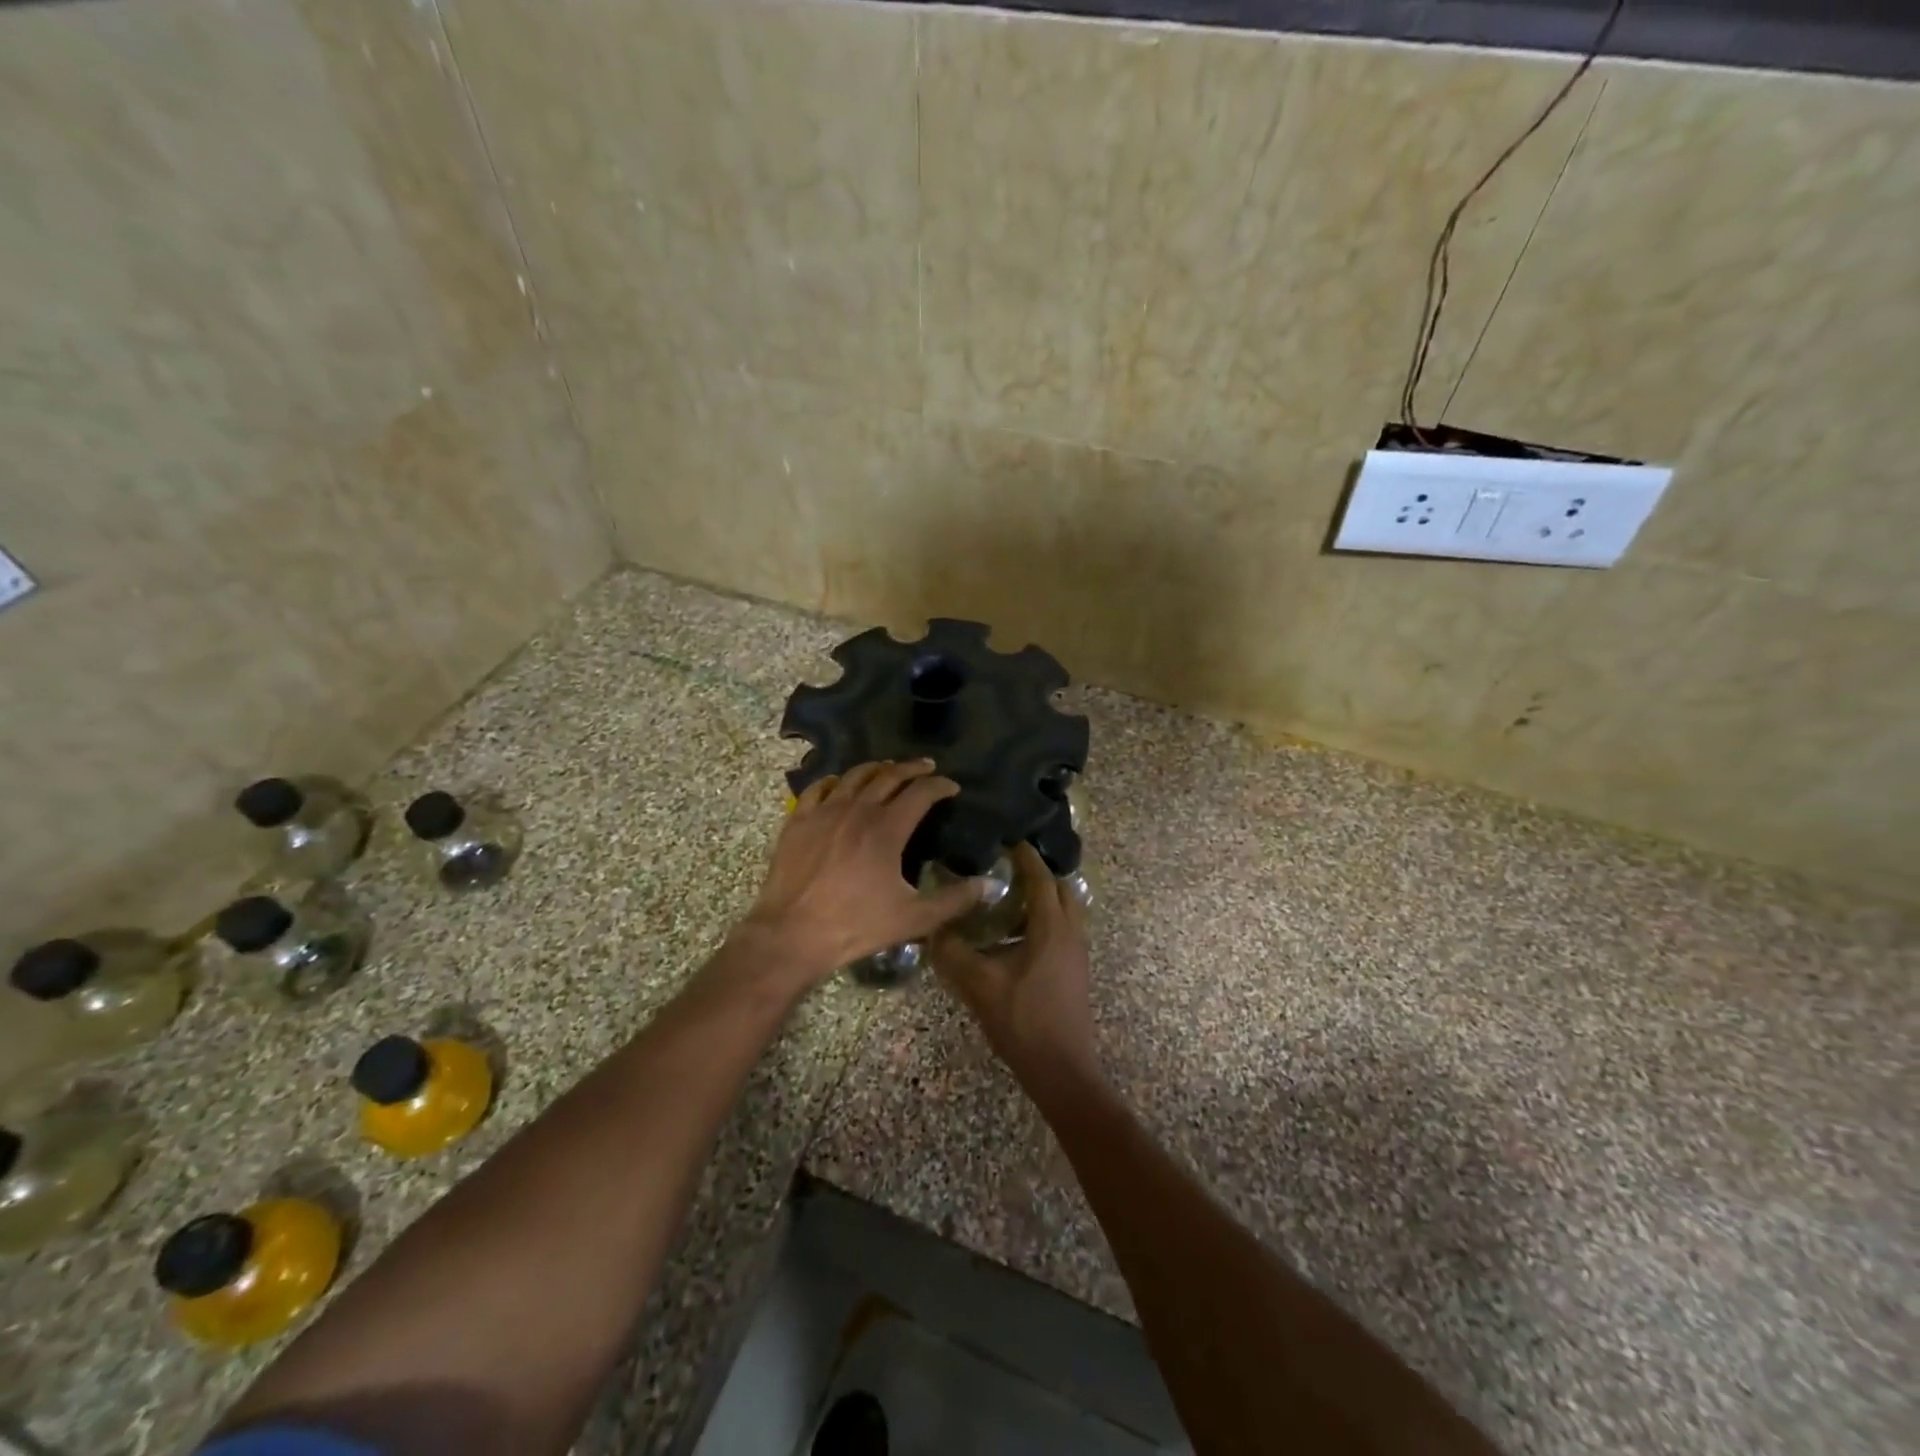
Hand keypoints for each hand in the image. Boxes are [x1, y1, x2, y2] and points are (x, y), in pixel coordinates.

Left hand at [737, 760, 984, 990]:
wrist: (792, 934)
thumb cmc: (856, 925)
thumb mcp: (914, 918)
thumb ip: (955, 899)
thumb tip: (992, 885)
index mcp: (887, 828)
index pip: (921, 793)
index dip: (940, 785)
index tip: (952, 787)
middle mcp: (857, 810)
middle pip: (889, 776)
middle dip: (911, 768)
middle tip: (926, 767)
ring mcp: (824, 812)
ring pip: (854, 776)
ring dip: (876, 768)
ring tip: (887, 769)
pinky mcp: (798, 821)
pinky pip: (818, 788)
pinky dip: (835, 781)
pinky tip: (839, 784)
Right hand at [932, 842, 1100, 1094]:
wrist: (1062, 1070)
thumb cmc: (1023, 1021)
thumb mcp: (979, 984)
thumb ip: (953, 952)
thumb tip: (933, 927)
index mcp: (1052, 927)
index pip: (1041, 878)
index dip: (1025, 856)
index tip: (1006, 839)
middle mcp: (1071, 933)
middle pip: (1060, 889)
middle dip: (1037, 873)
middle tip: (1005, 866)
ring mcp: (1077, 953)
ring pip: (1064, 911)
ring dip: (1041, 898)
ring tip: (1006, 897)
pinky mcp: (1075, 971)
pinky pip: (1062, 930)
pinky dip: (1043, 920)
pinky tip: (1013, 936)